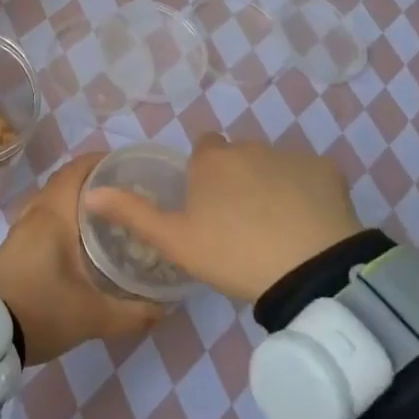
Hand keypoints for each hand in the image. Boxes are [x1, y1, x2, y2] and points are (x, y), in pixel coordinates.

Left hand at [0, 154, 165, 364]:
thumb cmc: (41, 312)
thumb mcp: (94, 317)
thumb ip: (134, 312)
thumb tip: (165, 306)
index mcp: (53, 215)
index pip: (76, 170)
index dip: (100, 161)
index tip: (127, 166)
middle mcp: (35, 213)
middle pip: (65, 181)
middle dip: (94, 180)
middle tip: (126, 193)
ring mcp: (20, 229)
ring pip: (52, 199)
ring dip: (76, 198)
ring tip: (107, 213)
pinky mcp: (14, 245)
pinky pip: (43, 215)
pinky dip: (63, 214)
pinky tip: (80, 238)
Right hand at [84, 133, 363, 301]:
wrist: (310, 271)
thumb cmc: (233, 254)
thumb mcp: (175, 241)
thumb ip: (132, 213)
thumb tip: (90, 193)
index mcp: (211, 160)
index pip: (204, 150)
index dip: (204, 175)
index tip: (208, 206)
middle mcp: (249, 147)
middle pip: (238, 157)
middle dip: (237, 180)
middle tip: (240, 224)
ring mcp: (291, 157)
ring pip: (274, 166)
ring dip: (271, 186)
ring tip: (276, 230)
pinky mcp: (327, 172)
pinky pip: (311, 178)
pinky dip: (307, 194)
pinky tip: (309, 226)